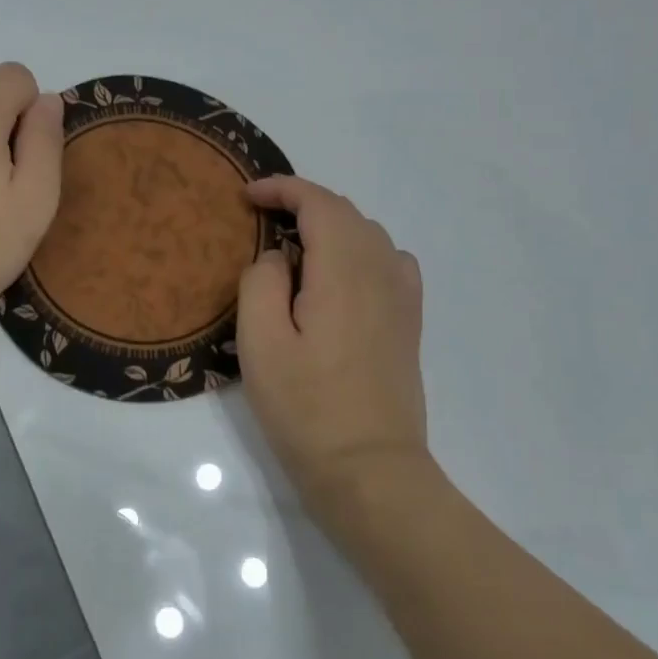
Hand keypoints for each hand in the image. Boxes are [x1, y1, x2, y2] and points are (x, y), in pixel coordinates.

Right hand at [237, 176, 431, 523]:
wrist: (370, 470)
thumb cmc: (306, 408)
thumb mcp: (260, 343)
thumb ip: (262, 282)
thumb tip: (279, 256)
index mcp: (343, 270)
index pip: (318, 203)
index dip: (282, 188)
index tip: (248, 195)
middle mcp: (381, 271)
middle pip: (345, 212)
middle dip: (303, 204)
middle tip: (262, 220)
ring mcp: (402, 296)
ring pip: (369, 234)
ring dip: (331, 226)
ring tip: (295, 248)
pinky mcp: (409, 321)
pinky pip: (389, 261)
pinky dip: (360, 249)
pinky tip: (342, 276)